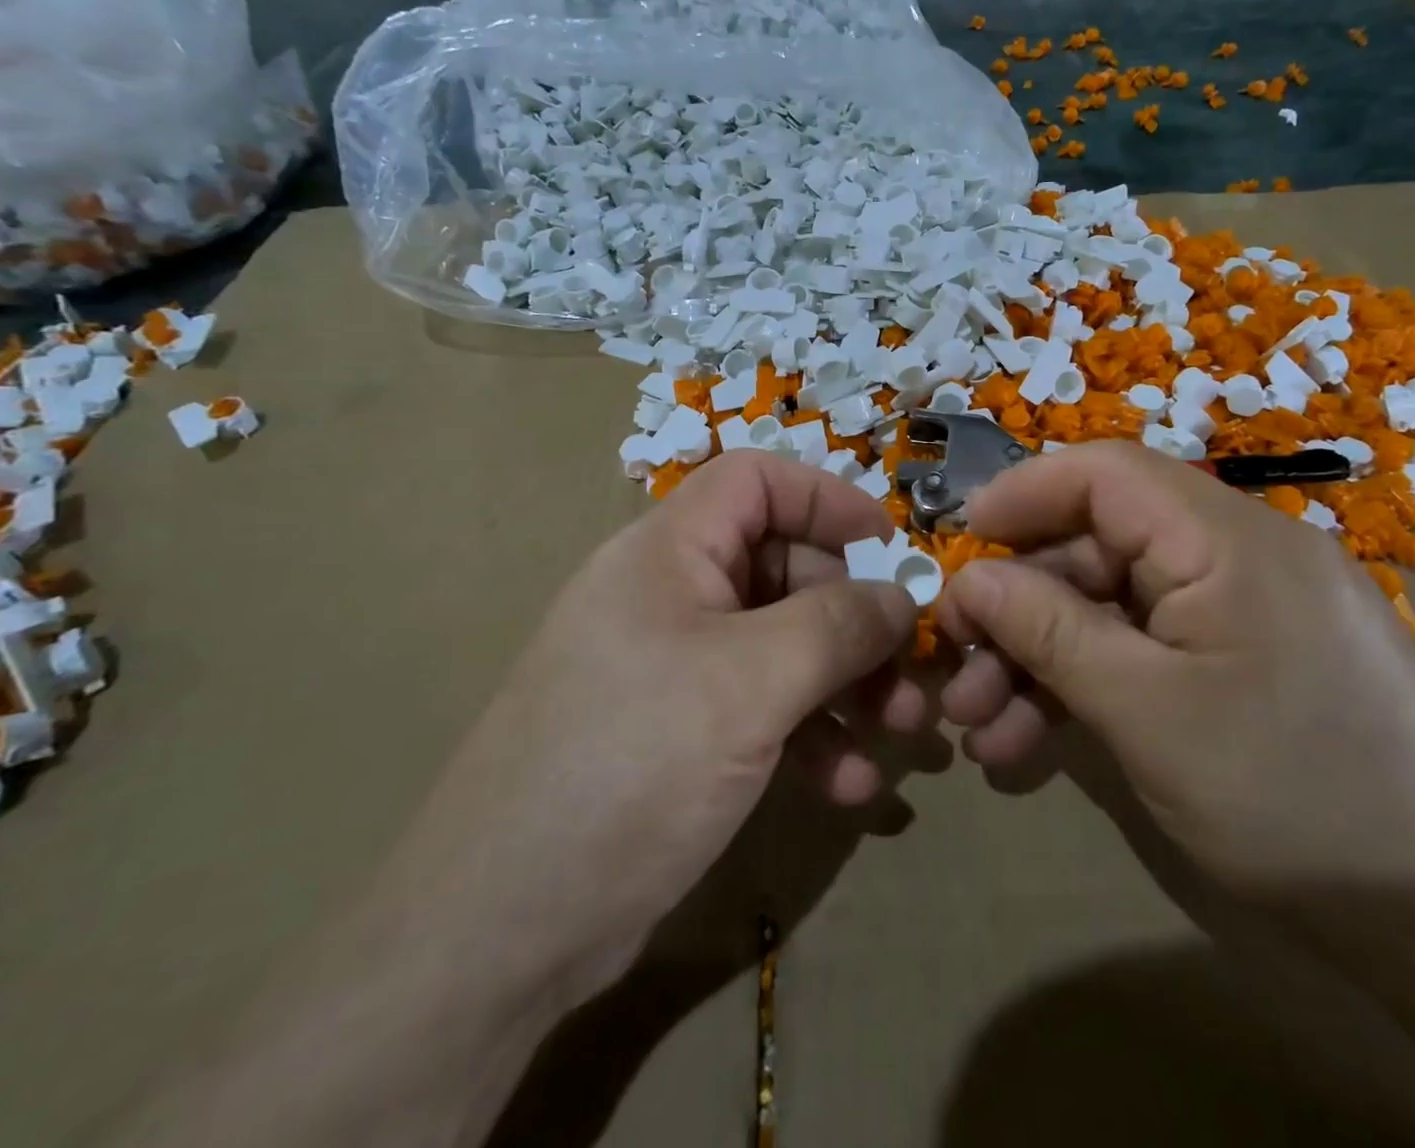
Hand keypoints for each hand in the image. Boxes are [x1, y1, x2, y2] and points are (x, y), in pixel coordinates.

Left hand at [387, 451, 919, 998]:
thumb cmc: (630, 765)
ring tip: (903, 730)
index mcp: (669, 553)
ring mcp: (677, 668)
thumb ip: (837, 626)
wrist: (501, 932)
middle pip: (784, 570)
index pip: (756, 482)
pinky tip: (852, 787)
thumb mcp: (749, 683)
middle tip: (913, 668)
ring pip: (785, 646)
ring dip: (849, 684)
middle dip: (856, 618)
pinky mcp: (683, 734)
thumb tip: (900, 597)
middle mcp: (671, 597)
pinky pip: (765, 709)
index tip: (889, 548)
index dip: (826, 499)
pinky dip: (813, 736)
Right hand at [935, 443, 1414, 896]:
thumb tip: (966, 578)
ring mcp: (1240, 609)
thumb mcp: (1145, 712)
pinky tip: (1030, 745)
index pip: (1106, 473)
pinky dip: (1086, 686)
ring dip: (1039, 661)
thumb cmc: (1290, 801)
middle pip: (1097, 549)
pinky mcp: (1239, 658)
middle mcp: (1237, 554)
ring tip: (980, 731)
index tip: (958, 541)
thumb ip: (1048, 630)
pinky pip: (1146, 647)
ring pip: (1111, 608)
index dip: (1023, 495)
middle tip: (954, 667)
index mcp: (1230, 539)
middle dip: (1017, 609)